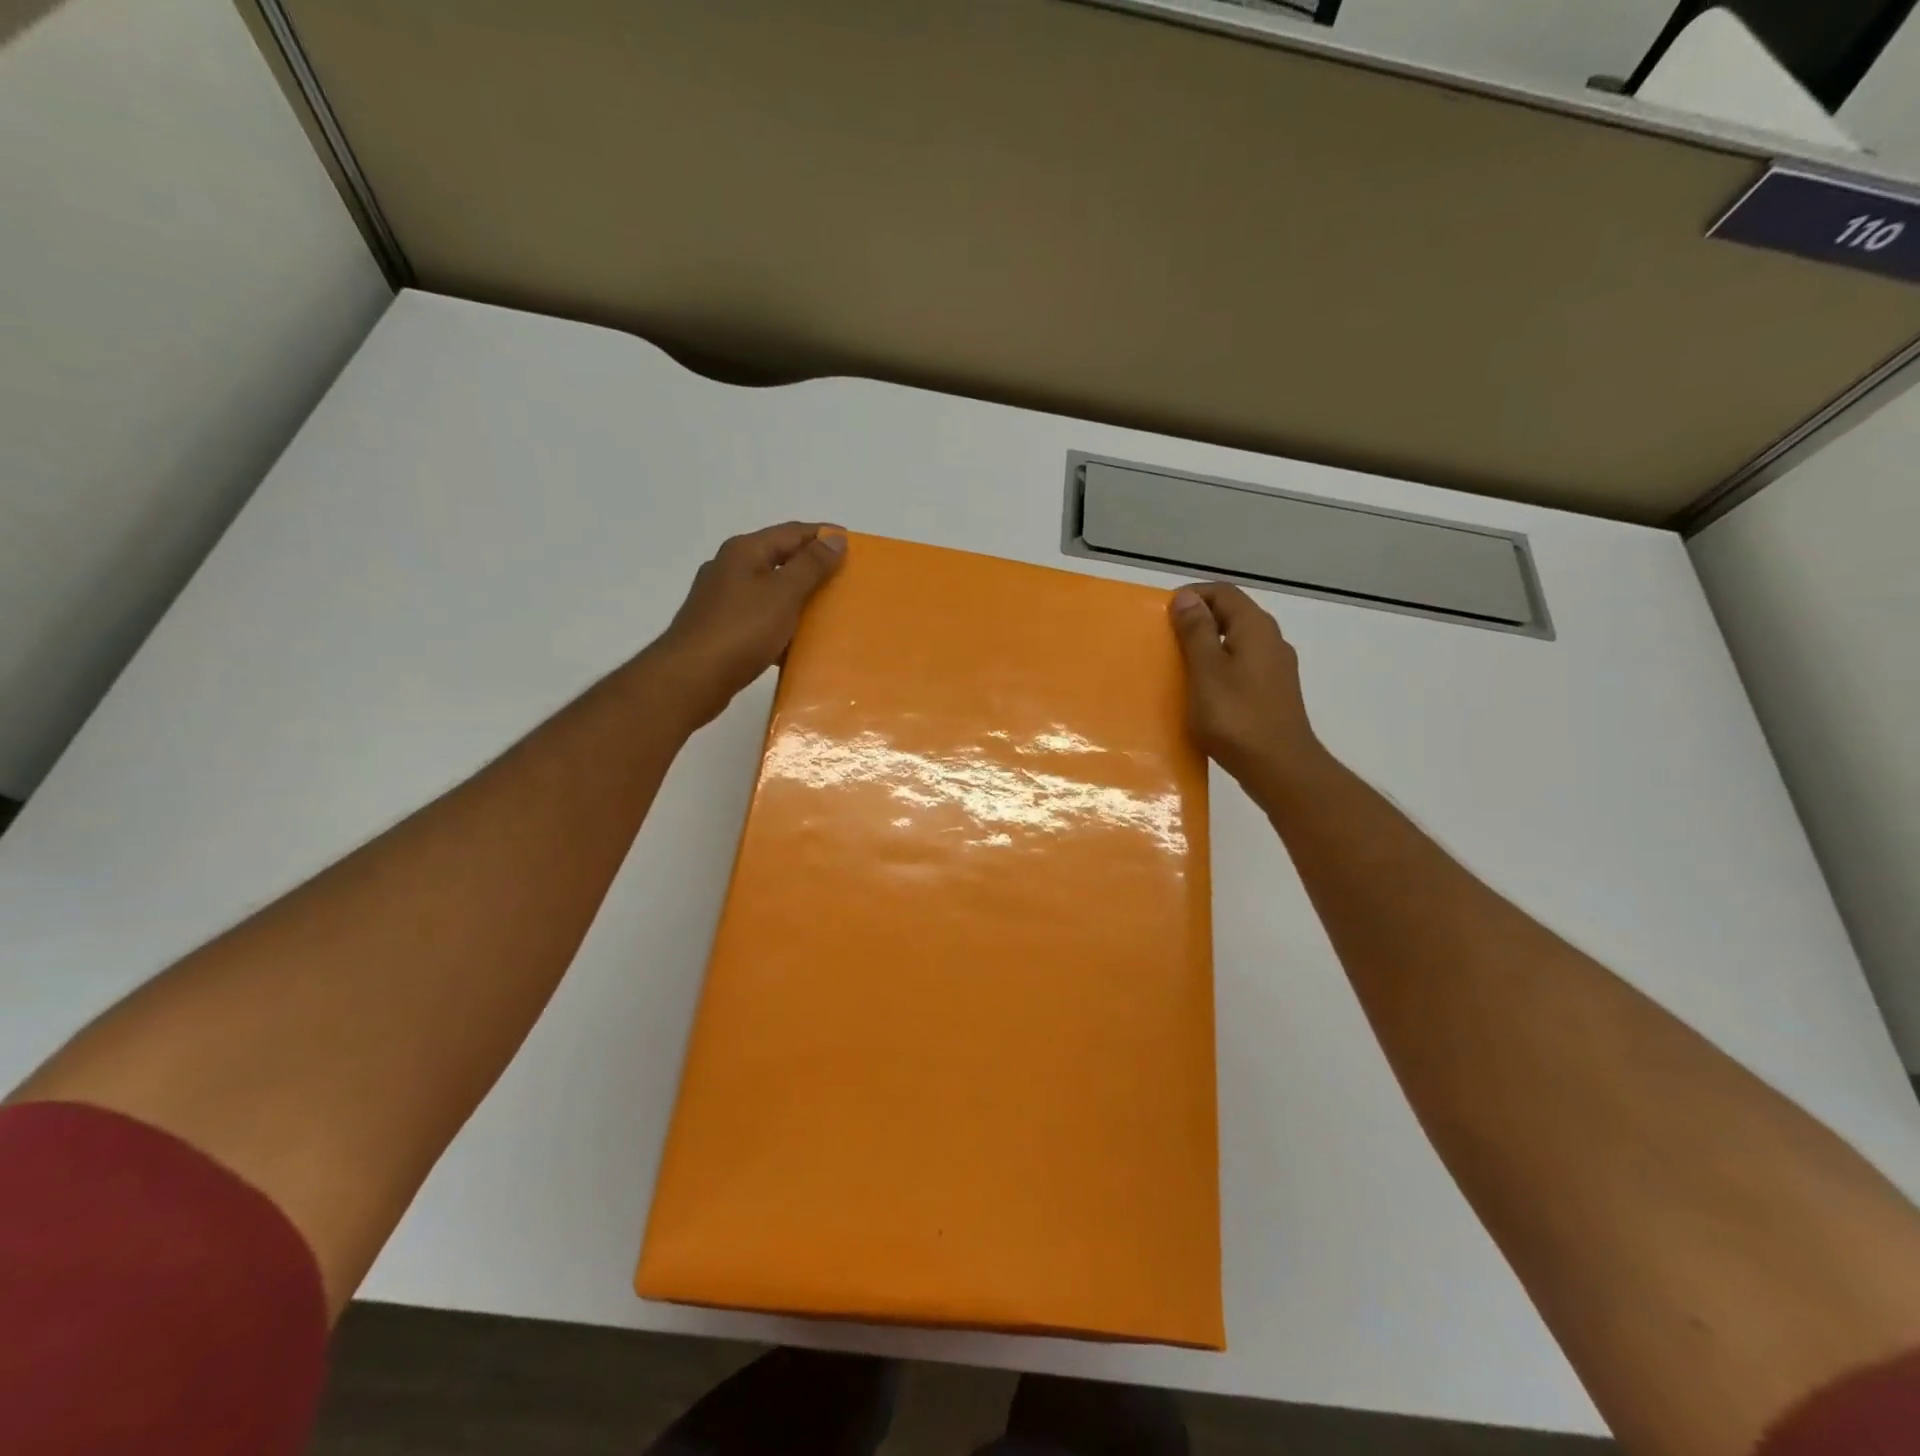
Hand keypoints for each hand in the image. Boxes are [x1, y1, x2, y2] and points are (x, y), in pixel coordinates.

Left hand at [651, 522, 845, 728]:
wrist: (691, 678)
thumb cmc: (741, 630)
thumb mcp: (783, 593)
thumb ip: (811, 565)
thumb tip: (834, 538)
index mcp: (744, 551)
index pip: (791, 532)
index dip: (823, 536)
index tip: (854, 546)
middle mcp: (730, 569)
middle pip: (780, 560)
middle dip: (813, 568)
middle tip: (846, 581)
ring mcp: (723, 601)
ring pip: (770, 592)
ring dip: (799, 599)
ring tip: (830, 612)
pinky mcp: (722, 630)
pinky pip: (761, 620)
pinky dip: (783, 626)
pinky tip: (799, 642)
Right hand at [1169, 583, 1326, 802]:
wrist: (1279, 767)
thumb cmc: (1236, 717)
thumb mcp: (1206, 671)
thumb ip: (1196, 631)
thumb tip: (1186, 597)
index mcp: (1255, 628)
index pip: (1223, 593)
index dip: (1192, 596)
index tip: (1162, 614)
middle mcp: (1271, 640)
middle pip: (1232, 615)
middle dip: (1198, 620)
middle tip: (1166, 639)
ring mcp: (1276, 668)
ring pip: (1237, 642)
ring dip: (1208, 646)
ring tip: (1179, 665)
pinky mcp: (1273, 692)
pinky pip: (1243, 666)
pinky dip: (1220, 668)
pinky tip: (1203, 691)